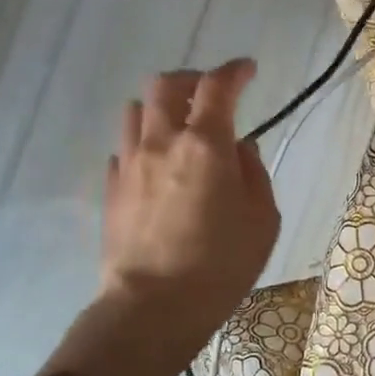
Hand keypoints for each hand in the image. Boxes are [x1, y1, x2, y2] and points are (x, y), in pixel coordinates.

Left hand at [102, 59, 278, 336]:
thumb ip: (254, 174)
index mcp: (206, 146)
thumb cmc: (222, 264)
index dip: (235, 71)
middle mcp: (162, 142)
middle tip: (211, 94)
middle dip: (192, 80)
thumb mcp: (263, 220)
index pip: (218, 87)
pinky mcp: (111, 188)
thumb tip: (241, 149)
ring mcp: (129, 163)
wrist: (154, 305)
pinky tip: (158, 164)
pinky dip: (144, 142)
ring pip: (136, 110)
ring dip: (161, 108)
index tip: (248, 70)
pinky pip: (124, 147)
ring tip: (180, 126)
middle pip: (166, 85)